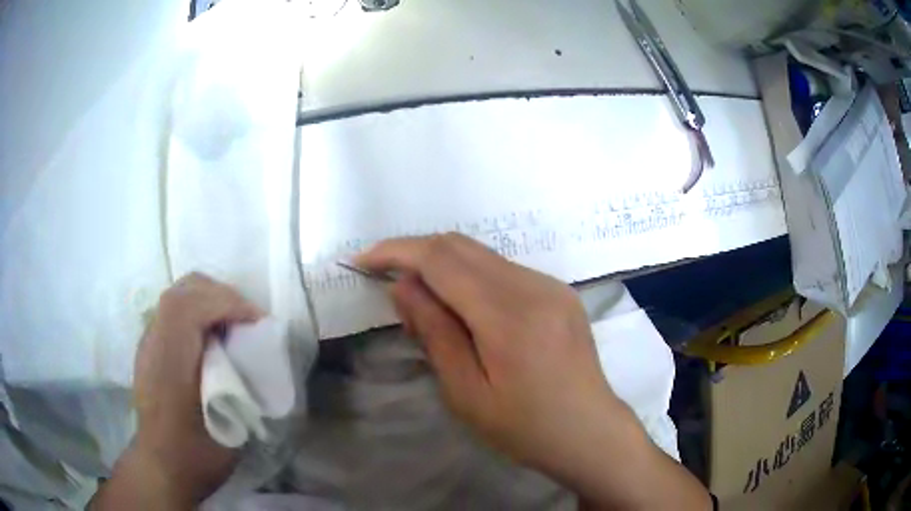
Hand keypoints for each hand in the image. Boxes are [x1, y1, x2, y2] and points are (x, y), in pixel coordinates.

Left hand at [93, 273, 260, 509]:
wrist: (162, 468)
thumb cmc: (197, 456)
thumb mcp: (229, 429)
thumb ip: (239, 386)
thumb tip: (257, 357)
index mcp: (169, 361)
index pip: (193, 305)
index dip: (231, 303)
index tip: (259, 323)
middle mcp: (154, 341)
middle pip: (185, 289)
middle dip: (223, 295)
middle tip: (248, 321)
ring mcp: (149, 341)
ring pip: (179, 295)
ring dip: (210, 301)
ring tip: (233, 326)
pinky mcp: (150, 348)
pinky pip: (175, 313)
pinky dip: (198, 312)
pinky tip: (212, 339)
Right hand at [357, 234, 709, 508]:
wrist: (590, 432)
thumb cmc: (526, 428)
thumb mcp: (467, 393)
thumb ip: (434, 332)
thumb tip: (404, 285)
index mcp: (509, 314)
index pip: (441, 259)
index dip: (396, 252)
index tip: (364, 262)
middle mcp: (534, 285)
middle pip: (460, 246)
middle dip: (416, 254)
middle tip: (391, 287)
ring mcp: (551, 285)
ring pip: (482, 256)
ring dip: (444, 267)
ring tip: (427, 308)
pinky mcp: (559, 292)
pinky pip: (503, 271)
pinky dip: (472, 278)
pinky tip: (466, 312)